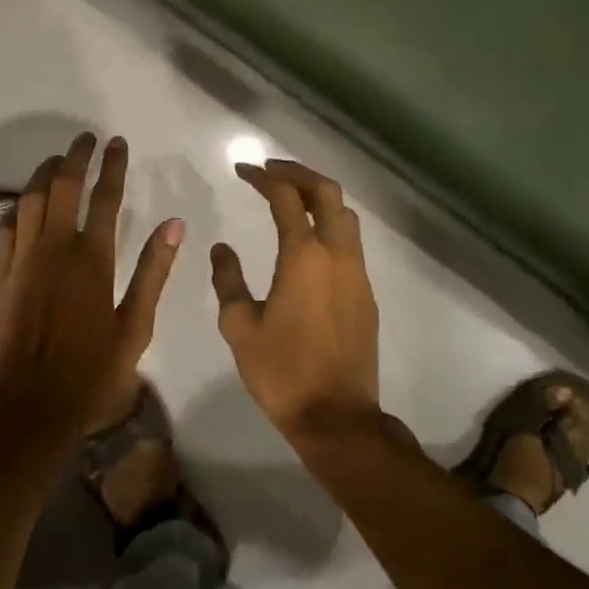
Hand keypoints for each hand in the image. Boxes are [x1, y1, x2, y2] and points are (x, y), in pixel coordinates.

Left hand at [0, 134, 183, 453]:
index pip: (104, 197)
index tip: (117, 143)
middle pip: (62, 186)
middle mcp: (55, 249)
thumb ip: (153, 272)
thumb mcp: (135, 327)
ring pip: (29, 200)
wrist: (30, 408)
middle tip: (86, 139)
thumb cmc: (91, 373)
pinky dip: (16, 207)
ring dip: (43, 174)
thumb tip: (174, 224)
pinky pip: (5, 228)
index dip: (112, 166)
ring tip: (56, 160)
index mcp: (93, 259)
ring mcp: (22, 260)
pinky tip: (23, 203)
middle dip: (75, 157)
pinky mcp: (0, 276)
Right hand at [211, 160, 381, 443]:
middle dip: (299, 173)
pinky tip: (309, 240)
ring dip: (318, 197)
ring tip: (290, 197)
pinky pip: (350, 242)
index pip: (285, 197)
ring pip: (345, 215)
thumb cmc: (282, 372)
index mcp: (303, 256)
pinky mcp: (366, 294)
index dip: (263, 177)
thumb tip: (222, 248)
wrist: (337, 418)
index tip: (243, 169)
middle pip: (327, 193)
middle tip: (271, 170)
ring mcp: (357, 274)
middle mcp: (337, 255)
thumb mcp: (239, 326)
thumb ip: (228, 279)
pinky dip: (329, 224)